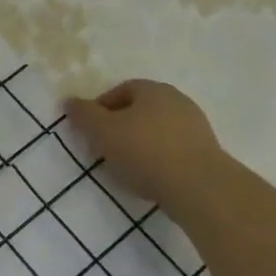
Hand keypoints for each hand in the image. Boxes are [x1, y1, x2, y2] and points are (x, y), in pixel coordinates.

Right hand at [64, 80, 224, 211]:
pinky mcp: (206, 151)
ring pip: (157, 130)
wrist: (198, 186)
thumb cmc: (144, 151)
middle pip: (140, 109)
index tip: (90, 130)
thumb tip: (69, 101)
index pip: (121, 90)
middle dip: (120, 126)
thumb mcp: (102, 131)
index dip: (101, 108)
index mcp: (153, 89)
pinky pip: (173, 149)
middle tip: (104, 148)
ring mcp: (196, 126)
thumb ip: (83, 115)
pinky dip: (158, 158)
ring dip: (139, 143)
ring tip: (126, 166)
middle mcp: (177, 100)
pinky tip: (150, 176)